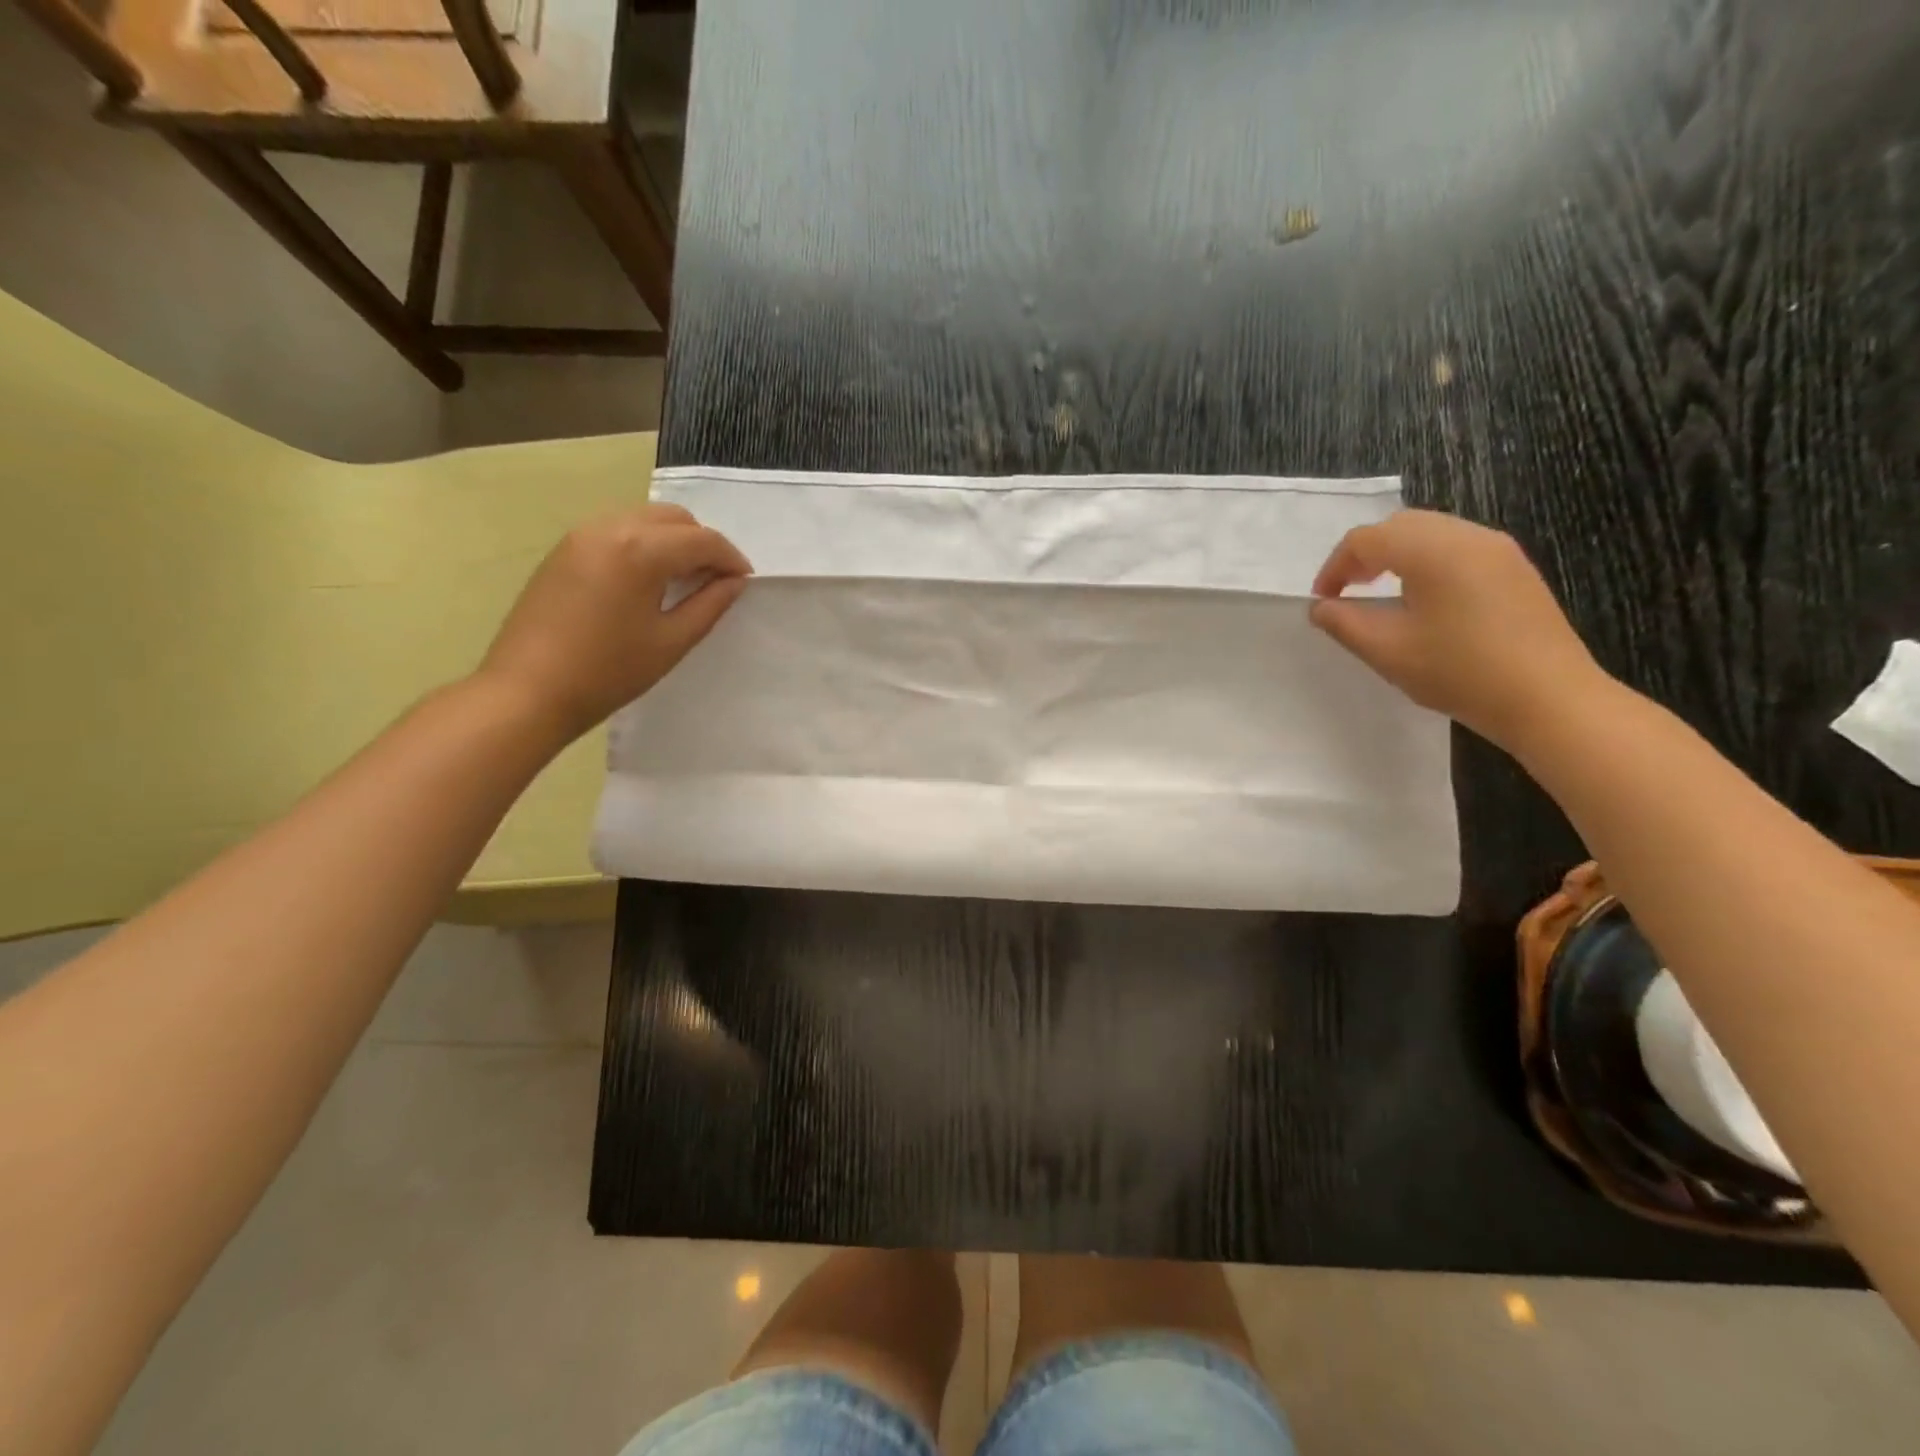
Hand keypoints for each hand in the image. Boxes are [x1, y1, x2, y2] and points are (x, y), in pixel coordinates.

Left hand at [477, 502, 751, 743]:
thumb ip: (709, 605)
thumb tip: (733, 581)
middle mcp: (611, 527)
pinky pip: (617, 529)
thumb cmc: (608, 672)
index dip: (731, 559)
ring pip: (644, 518)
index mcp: (641, 550)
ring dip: (672, 540)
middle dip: (702, 543)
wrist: (527, 691)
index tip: (744, 582)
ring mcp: (582, 535)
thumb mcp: (671, 642)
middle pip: (674, 518)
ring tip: (683, 580)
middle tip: (715, 581)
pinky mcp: (564, 549)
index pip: (702, 539)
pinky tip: (646, 580)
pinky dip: (643, 543)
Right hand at [1308, 509, 1605, 751]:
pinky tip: (1424, 599)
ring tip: (1381, 594)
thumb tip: (1320, 607)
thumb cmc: (1459, 672)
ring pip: (1431, 532)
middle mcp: (1467, 536)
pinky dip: (1426, 561)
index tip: (1323, 601)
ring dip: (1396, 555)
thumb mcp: (1387, 651)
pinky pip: (1457, 547)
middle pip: (1400, 525)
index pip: (1366, 539)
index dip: (1335, 567)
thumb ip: (1344, 623)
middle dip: (1365, 554)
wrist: (1549, 698)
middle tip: (1348, 592)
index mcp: (1432, 551)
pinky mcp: (1515, 568)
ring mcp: (1497, 549)